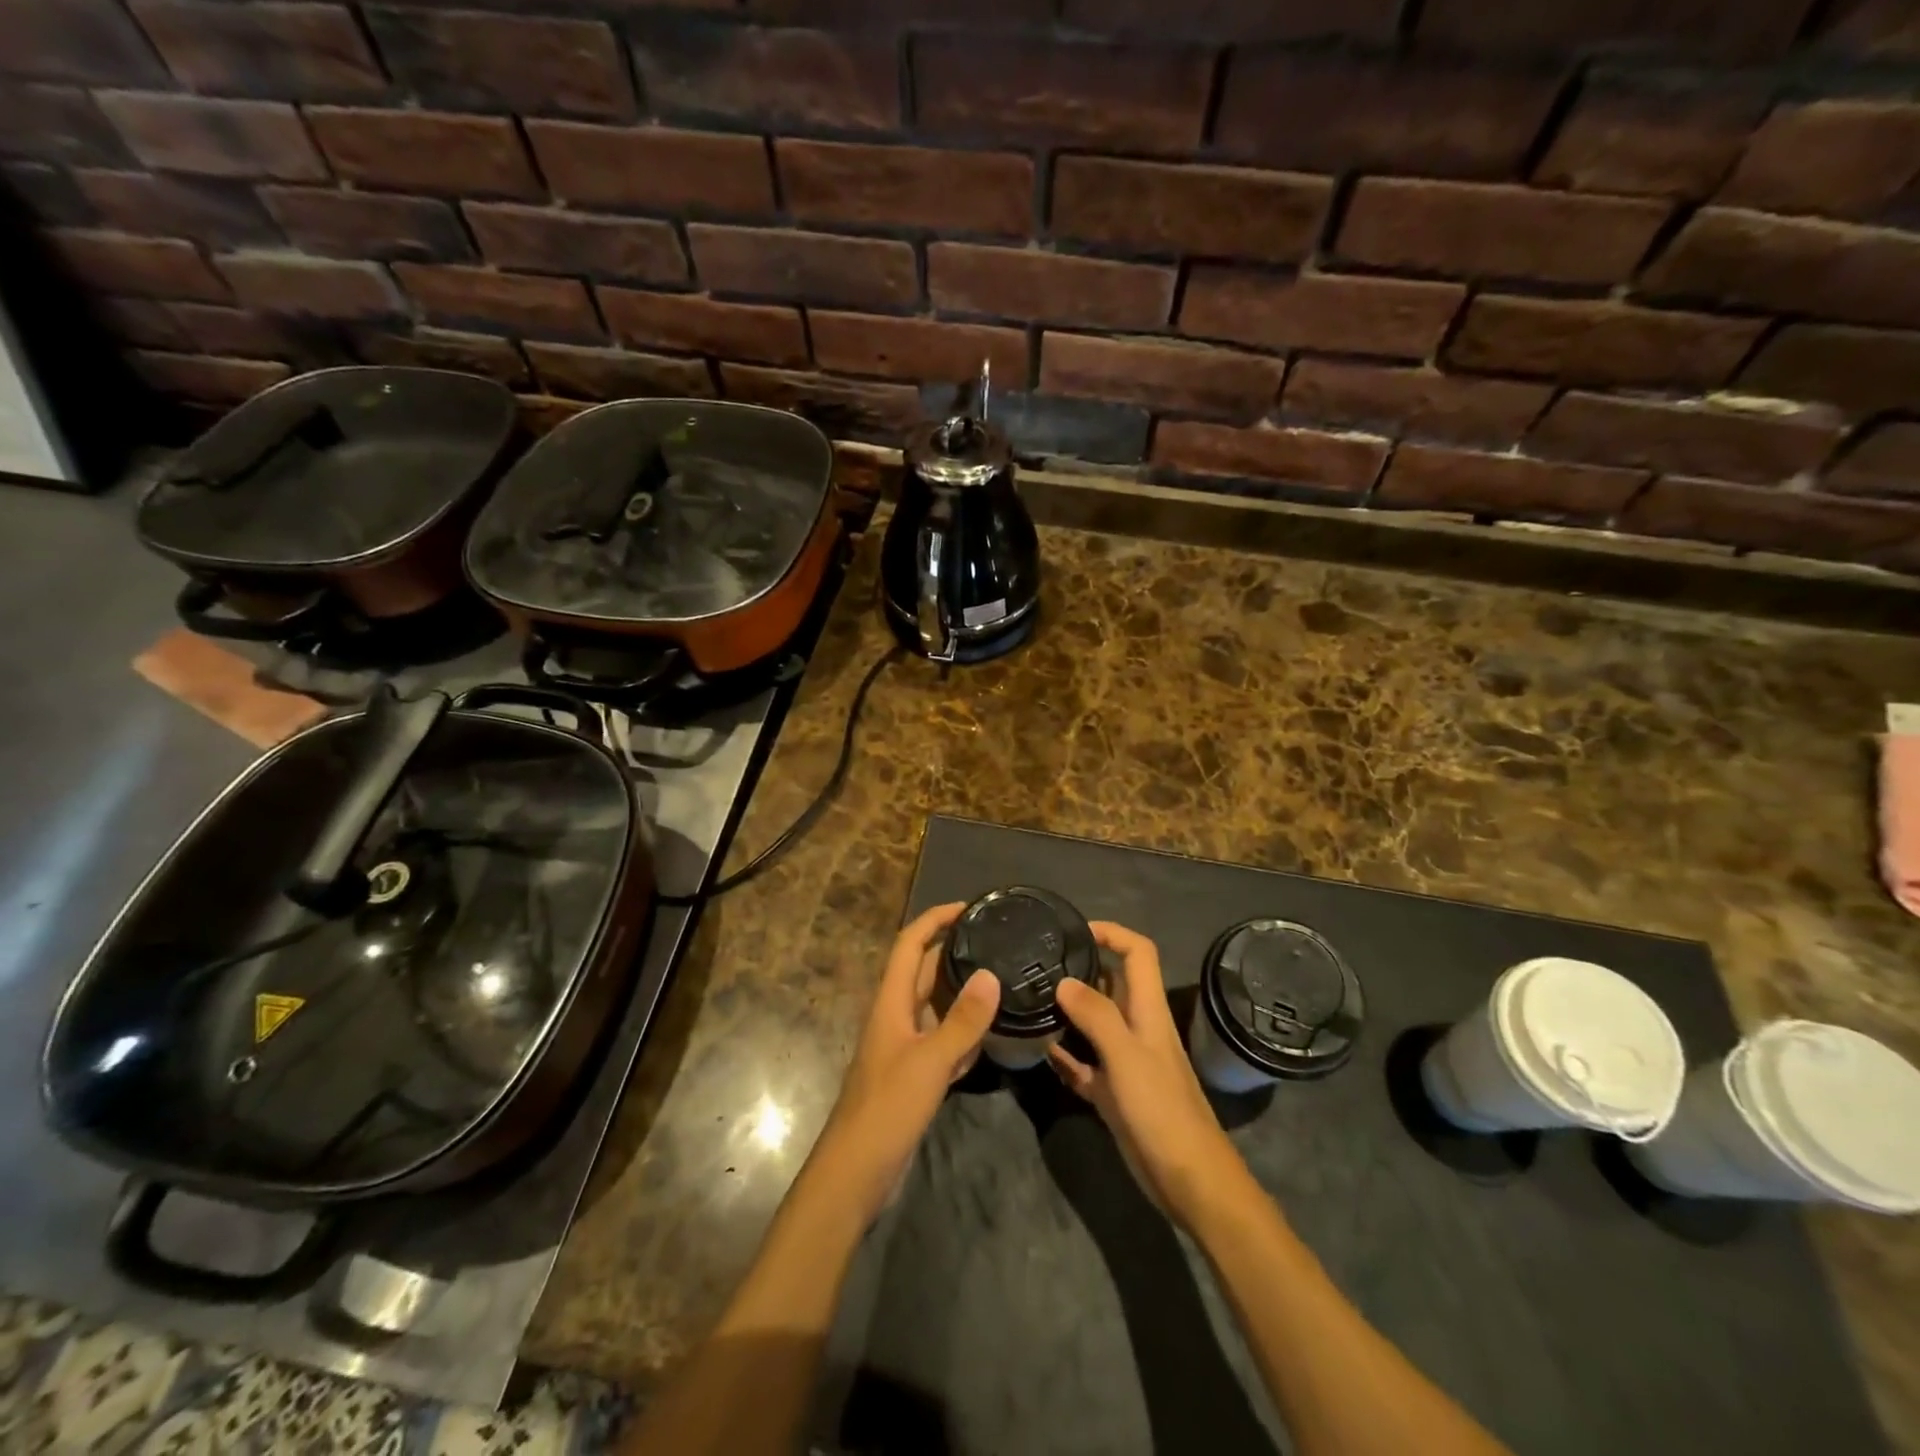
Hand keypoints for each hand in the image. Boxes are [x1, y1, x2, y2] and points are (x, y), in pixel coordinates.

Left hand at [807, 903, 999, 1223]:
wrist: (856, 1171)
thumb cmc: (887, 1108)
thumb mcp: (930, 1062)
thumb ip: (962, 1021)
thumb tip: (991, 975)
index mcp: (891, 1002)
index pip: (910, 944)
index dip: (934, 920)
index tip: (968, 908)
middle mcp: (897, 1015)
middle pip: (926, 971)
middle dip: (956, 951)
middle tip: (997, 941)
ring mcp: (905, 1046)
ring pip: (937, 1005)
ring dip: (964, 991)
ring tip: (1003, 978)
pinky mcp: (915, 1073)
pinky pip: (944, 1039)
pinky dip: (965, 1031)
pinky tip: (991, 1033)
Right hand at [1049, 921, 1246, 1225]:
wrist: (1189, 1180)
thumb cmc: (1161, 1110)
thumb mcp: (1127, 1056)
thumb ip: (1096, 1015)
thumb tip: (1064, 980)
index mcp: (1148, 1010)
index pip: (1137, 952)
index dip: (1111, 933)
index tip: (1074, 931)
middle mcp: (1137, 1028)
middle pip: (1111, 984)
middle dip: (1080, 970)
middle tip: (1038, 966)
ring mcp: (1126, 1062)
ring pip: (1094, 1024)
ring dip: (1068, 1013)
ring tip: (1031, 1001)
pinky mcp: (1115, 1093)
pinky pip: (1085, 1065)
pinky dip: (1066, 1056)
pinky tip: (1041, 1052)